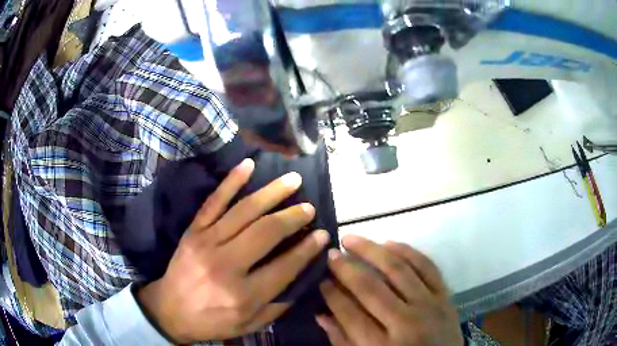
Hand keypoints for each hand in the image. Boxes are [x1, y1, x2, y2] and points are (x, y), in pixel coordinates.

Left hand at [137, 159, 329, 342]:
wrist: (170, 310)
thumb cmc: (212, 321)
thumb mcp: (249, 325)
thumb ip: (277, 306)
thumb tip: (301, 277)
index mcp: (243, 295)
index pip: (285, 266)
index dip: (307, 249)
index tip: (323, 234)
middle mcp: (227, 265)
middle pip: (267, 233)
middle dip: (293, 217)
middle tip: (309, 207)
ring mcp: (207, 242)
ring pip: (245, 211)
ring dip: (272, 192)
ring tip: (293, 180)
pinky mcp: (194, 230)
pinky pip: (213, 201)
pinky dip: (231, 181)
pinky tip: (248, 165)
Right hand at [317, 236, 462, 345]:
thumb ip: (342, 340)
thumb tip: (321, 313)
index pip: (349, 313)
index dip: (331, 294)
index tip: (321, 279)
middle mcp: (405, 323)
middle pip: (370, 288)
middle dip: (346, 268)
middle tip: (331, 254)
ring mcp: (429, 306)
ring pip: (398, 269)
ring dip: (372, 250)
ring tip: (352, 239)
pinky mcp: (445, 296)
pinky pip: (427, 266)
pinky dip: (408, 251)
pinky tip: (389, 243)